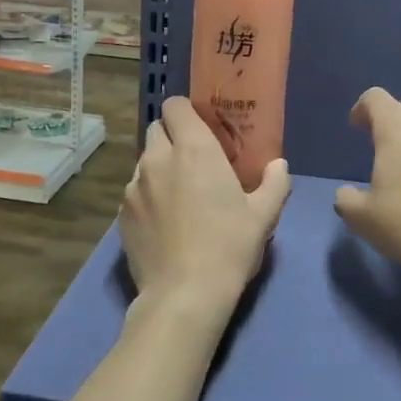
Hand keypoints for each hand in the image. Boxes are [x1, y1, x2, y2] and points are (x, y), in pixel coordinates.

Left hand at [118, 97, 290, 330]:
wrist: (184, 294)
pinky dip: (146, 197)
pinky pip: (133, 192)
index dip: (185, 112)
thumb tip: (279, 165)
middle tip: (192, 161)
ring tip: (177, 195)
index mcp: (193, 149)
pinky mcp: (121, 213)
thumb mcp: (263, 216)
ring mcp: (134, 186)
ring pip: (143, 162)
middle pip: (156, 129)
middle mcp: (158, 159)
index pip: (175, 106)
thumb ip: (274, 183)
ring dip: (158, 168)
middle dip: (171, 137)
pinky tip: (163, 223)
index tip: (200, 128)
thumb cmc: (229, 247)